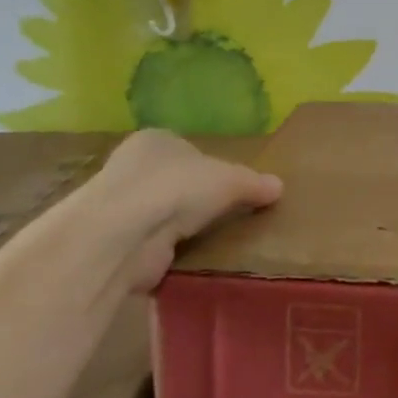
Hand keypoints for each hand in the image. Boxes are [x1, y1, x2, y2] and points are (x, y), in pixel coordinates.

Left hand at [72, 129, 282, 292]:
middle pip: (175, 180)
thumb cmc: (178, 187)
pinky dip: (170, 249)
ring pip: (163, 211)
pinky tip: (191, 257)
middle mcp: (132, 167)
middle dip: (197, 197)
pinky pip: (154, 241)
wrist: (124, 233)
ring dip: (183, 225)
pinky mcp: (118, 240)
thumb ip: (254, 183)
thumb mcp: (231, 180)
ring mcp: (121, 205)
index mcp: (156, 140)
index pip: (189, 150)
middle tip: (228, 213)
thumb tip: (279, 186)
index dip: (212, 167)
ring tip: (215, 238)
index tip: (233, 187)